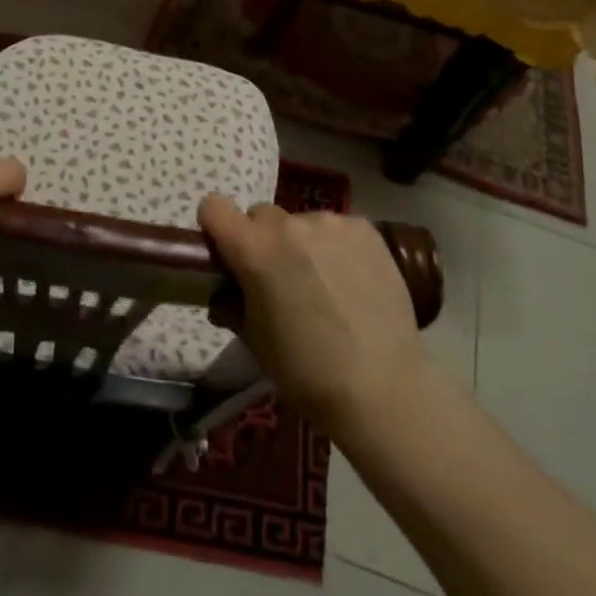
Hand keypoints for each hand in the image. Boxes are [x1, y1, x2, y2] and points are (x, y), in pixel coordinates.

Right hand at [199, 196, 428, 433]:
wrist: (381, 388)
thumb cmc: (306, 372)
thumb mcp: (254, 341)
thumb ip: (232, 304)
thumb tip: (225, 292)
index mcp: (254, 249)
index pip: (214, 207)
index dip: (215, 228)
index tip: (227, 253)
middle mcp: (289, 225)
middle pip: (261, 216)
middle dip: (262, 241)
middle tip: (280, 280)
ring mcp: (331, 222)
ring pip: (301, 223)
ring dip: (302, 244)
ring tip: (324, 285)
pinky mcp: (365, 229)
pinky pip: (336, 228)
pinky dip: (336, 247)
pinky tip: (351, 281)